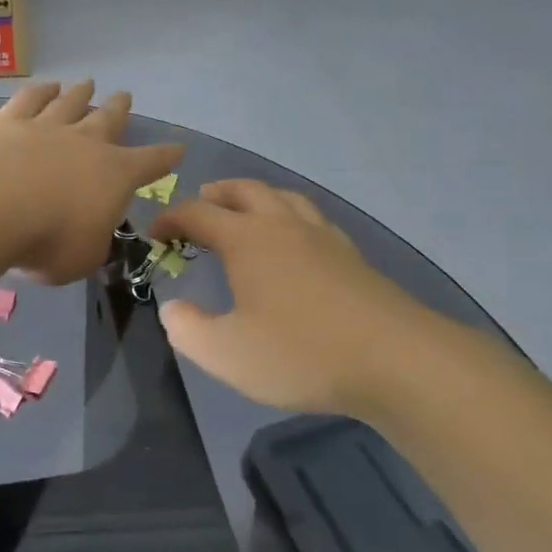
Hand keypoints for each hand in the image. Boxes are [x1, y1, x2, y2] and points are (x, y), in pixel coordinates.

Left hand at [0, 80, 182, 283]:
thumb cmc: (49, 239)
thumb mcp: (83, 258)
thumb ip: (92, 245)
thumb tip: (90, 237)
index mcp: (115, 175)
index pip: (150, 163)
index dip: (166, 157)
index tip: (178, 147)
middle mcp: (85, 143)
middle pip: (108, 119)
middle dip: (119, 109)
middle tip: (125, 96)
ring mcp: (46, 127)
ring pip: (69, 103)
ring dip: (80, 93)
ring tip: (86, 83)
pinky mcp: (8, 122)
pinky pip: (30, 99)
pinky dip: (40, 91)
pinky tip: (44, 86)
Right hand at [151, 180, 435, 413]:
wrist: (396, 360)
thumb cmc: (301, 353)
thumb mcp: (226, 354)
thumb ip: (189, 329)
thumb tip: (173, 309)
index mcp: (247, 240)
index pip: (198, 214)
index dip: (171, 219)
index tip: (155, 233)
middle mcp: (284, 226)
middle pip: (245, 191)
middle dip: (216, 193)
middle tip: (200, 203)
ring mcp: (323, 238)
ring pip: (284, 198)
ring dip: (257, 197)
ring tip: (246, 212)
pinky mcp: (352, 256)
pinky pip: (313, 219)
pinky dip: (291, 217)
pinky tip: (296, 242)